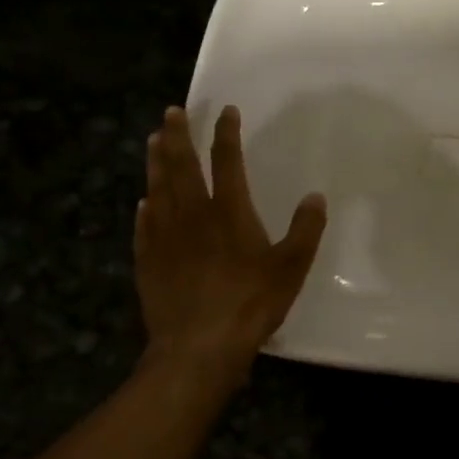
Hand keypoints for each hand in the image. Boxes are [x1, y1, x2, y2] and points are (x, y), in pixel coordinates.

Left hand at [134, 105, 325, 398]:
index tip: (225, 111)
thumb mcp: (292, 266)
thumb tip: (315, 196)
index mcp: (229, 211)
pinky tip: (143, 201)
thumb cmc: (250, 302)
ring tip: (152, 140)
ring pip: (158, 189)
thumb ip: (306, 229)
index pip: (226, 160)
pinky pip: (144, 226)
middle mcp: (193, 215)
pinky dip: (145, 208)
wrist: (198, 347)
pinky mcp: (148, 262)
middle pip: (182, 166)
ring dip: (156, 162)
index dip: (226, 133)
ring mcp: (165, 238)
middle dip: (178, 136)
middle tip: (172, 112)